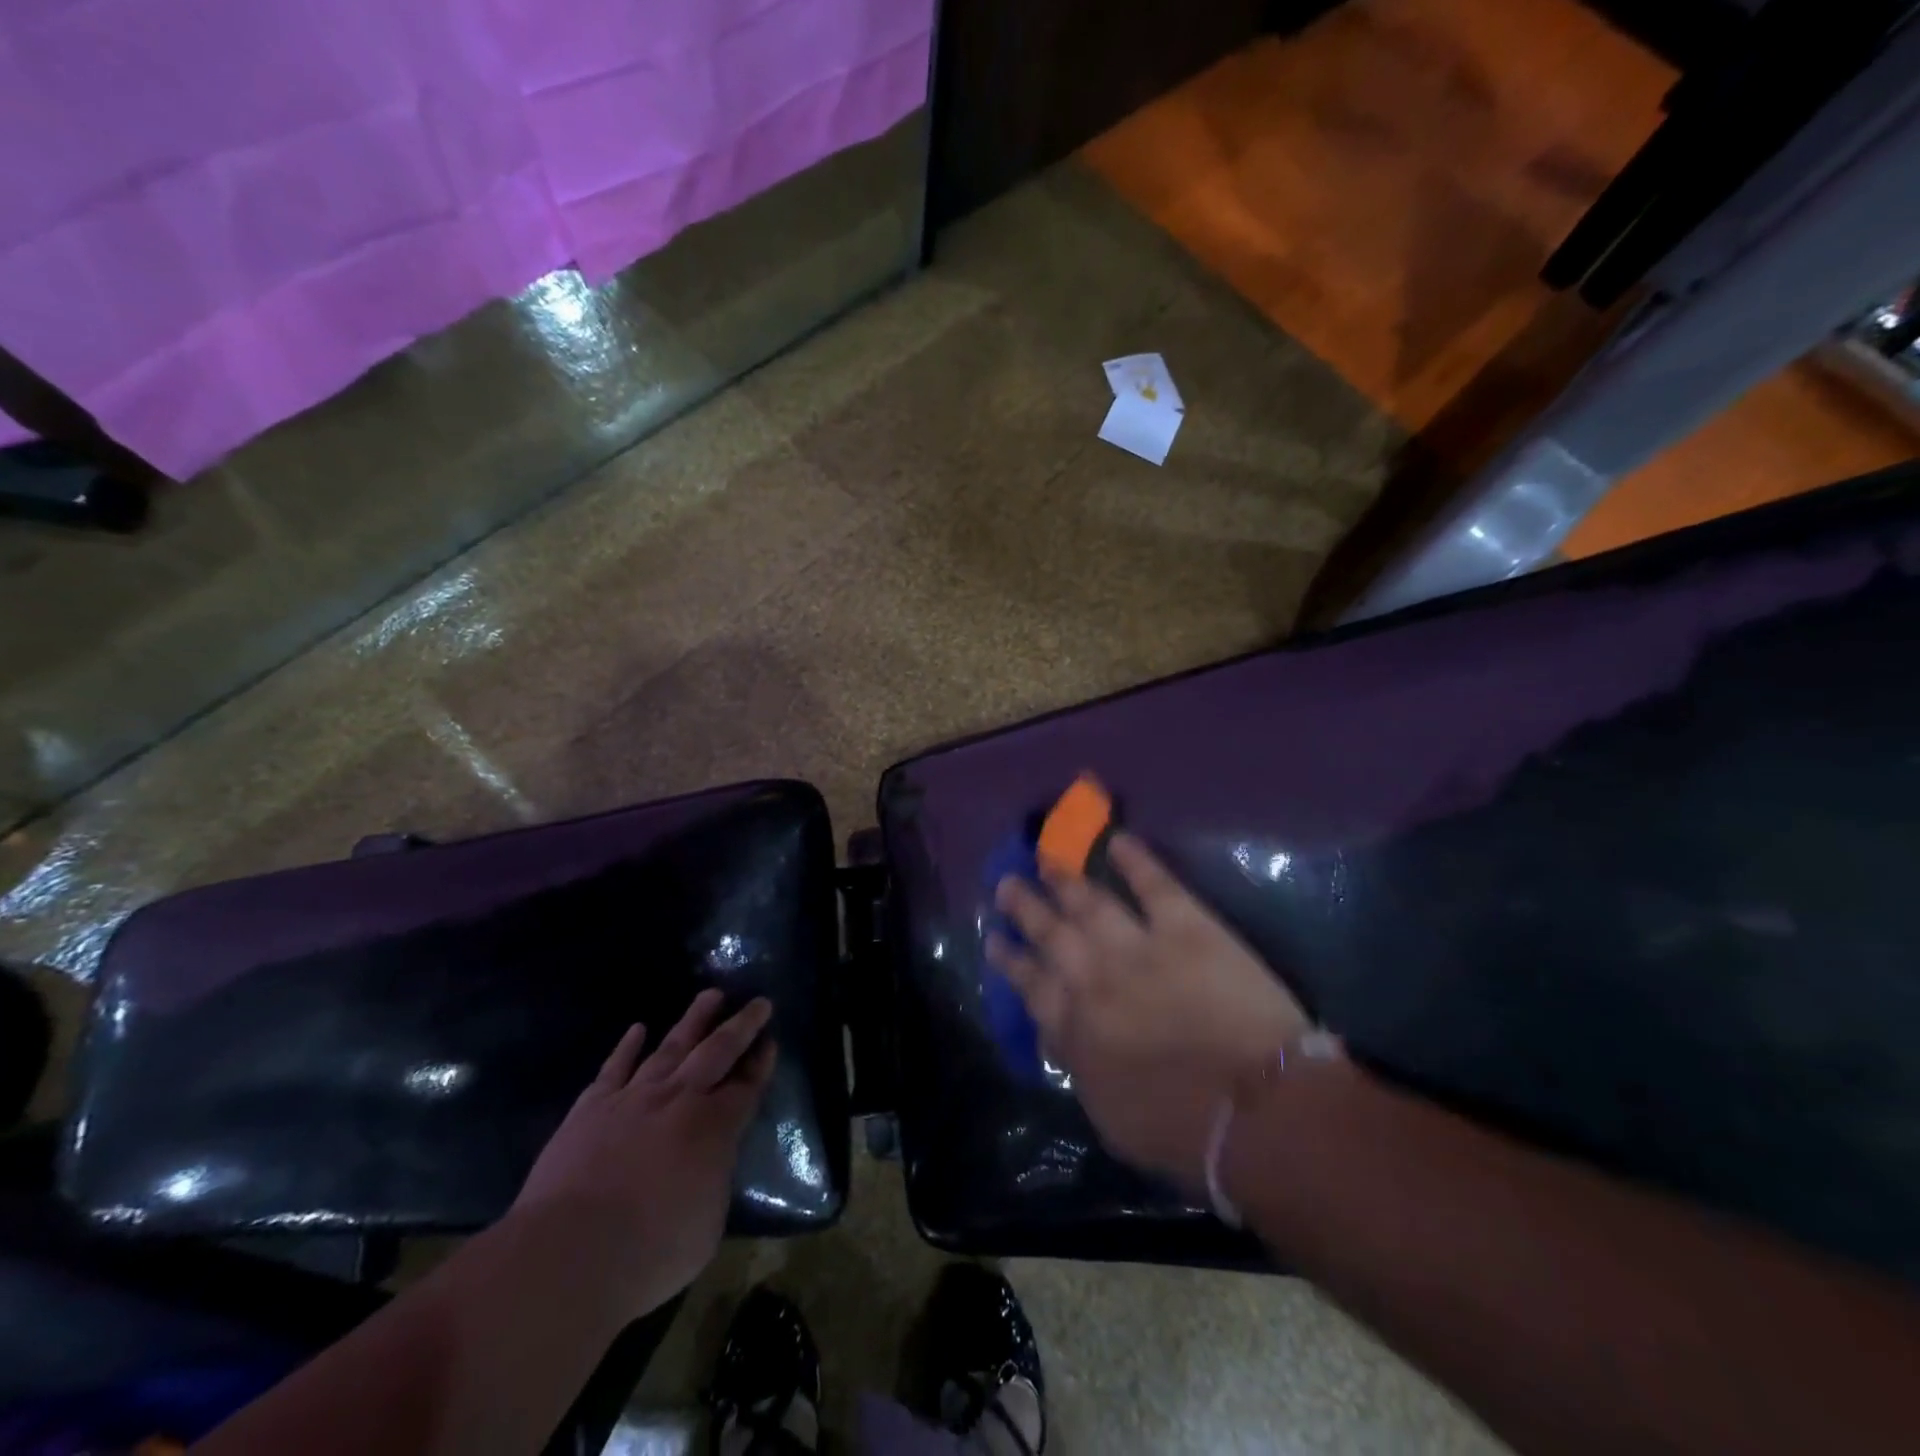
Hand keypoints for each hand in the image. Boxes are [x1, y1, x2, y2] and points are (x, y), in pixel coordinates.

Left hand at [511, 989, 775, 1316]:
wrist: (567, 1255)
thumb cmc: (649, 1253)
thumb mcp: (706, 1227)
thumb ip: (712, 1184)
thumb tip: (708, 1166)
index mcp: (715, 1128)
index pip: (746, 1086)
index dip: (761, 1064)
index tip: (771, 1041)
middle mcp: (679, 1100)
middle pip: (717, 1051)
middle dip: (741, 1025)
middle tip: (758, 1002)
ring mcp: (633, 1099)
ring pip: (671, 1047)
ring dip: (693, 1020)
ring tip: (711, 995)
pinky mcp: (591, 1108)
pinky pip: (614, 1068)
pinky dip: (627, 1046)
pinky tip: (638, 1029)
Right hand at [986, 834, 1316, 1189]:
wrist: (1258, 1113)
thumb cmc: (1186, 1134)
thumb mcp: (1110, 1118)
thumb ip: (1081, 1068)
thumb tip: (1065, 1037)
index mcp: (1074, 1029)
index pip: (1031, 985)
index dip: (1011, 960)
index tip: (995, 940)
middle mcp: (1094, 979)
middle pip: (1051, 934)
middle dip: (1025, 907)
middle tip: (1007, 883)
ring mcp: (1138, 947)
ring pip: (1090, 902)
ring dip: (1065, 878)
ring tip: (1045, 857)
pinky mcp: (1188, 928)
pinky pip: (1154, 884)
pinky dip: (1135, 859)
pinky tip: (1117, 840)